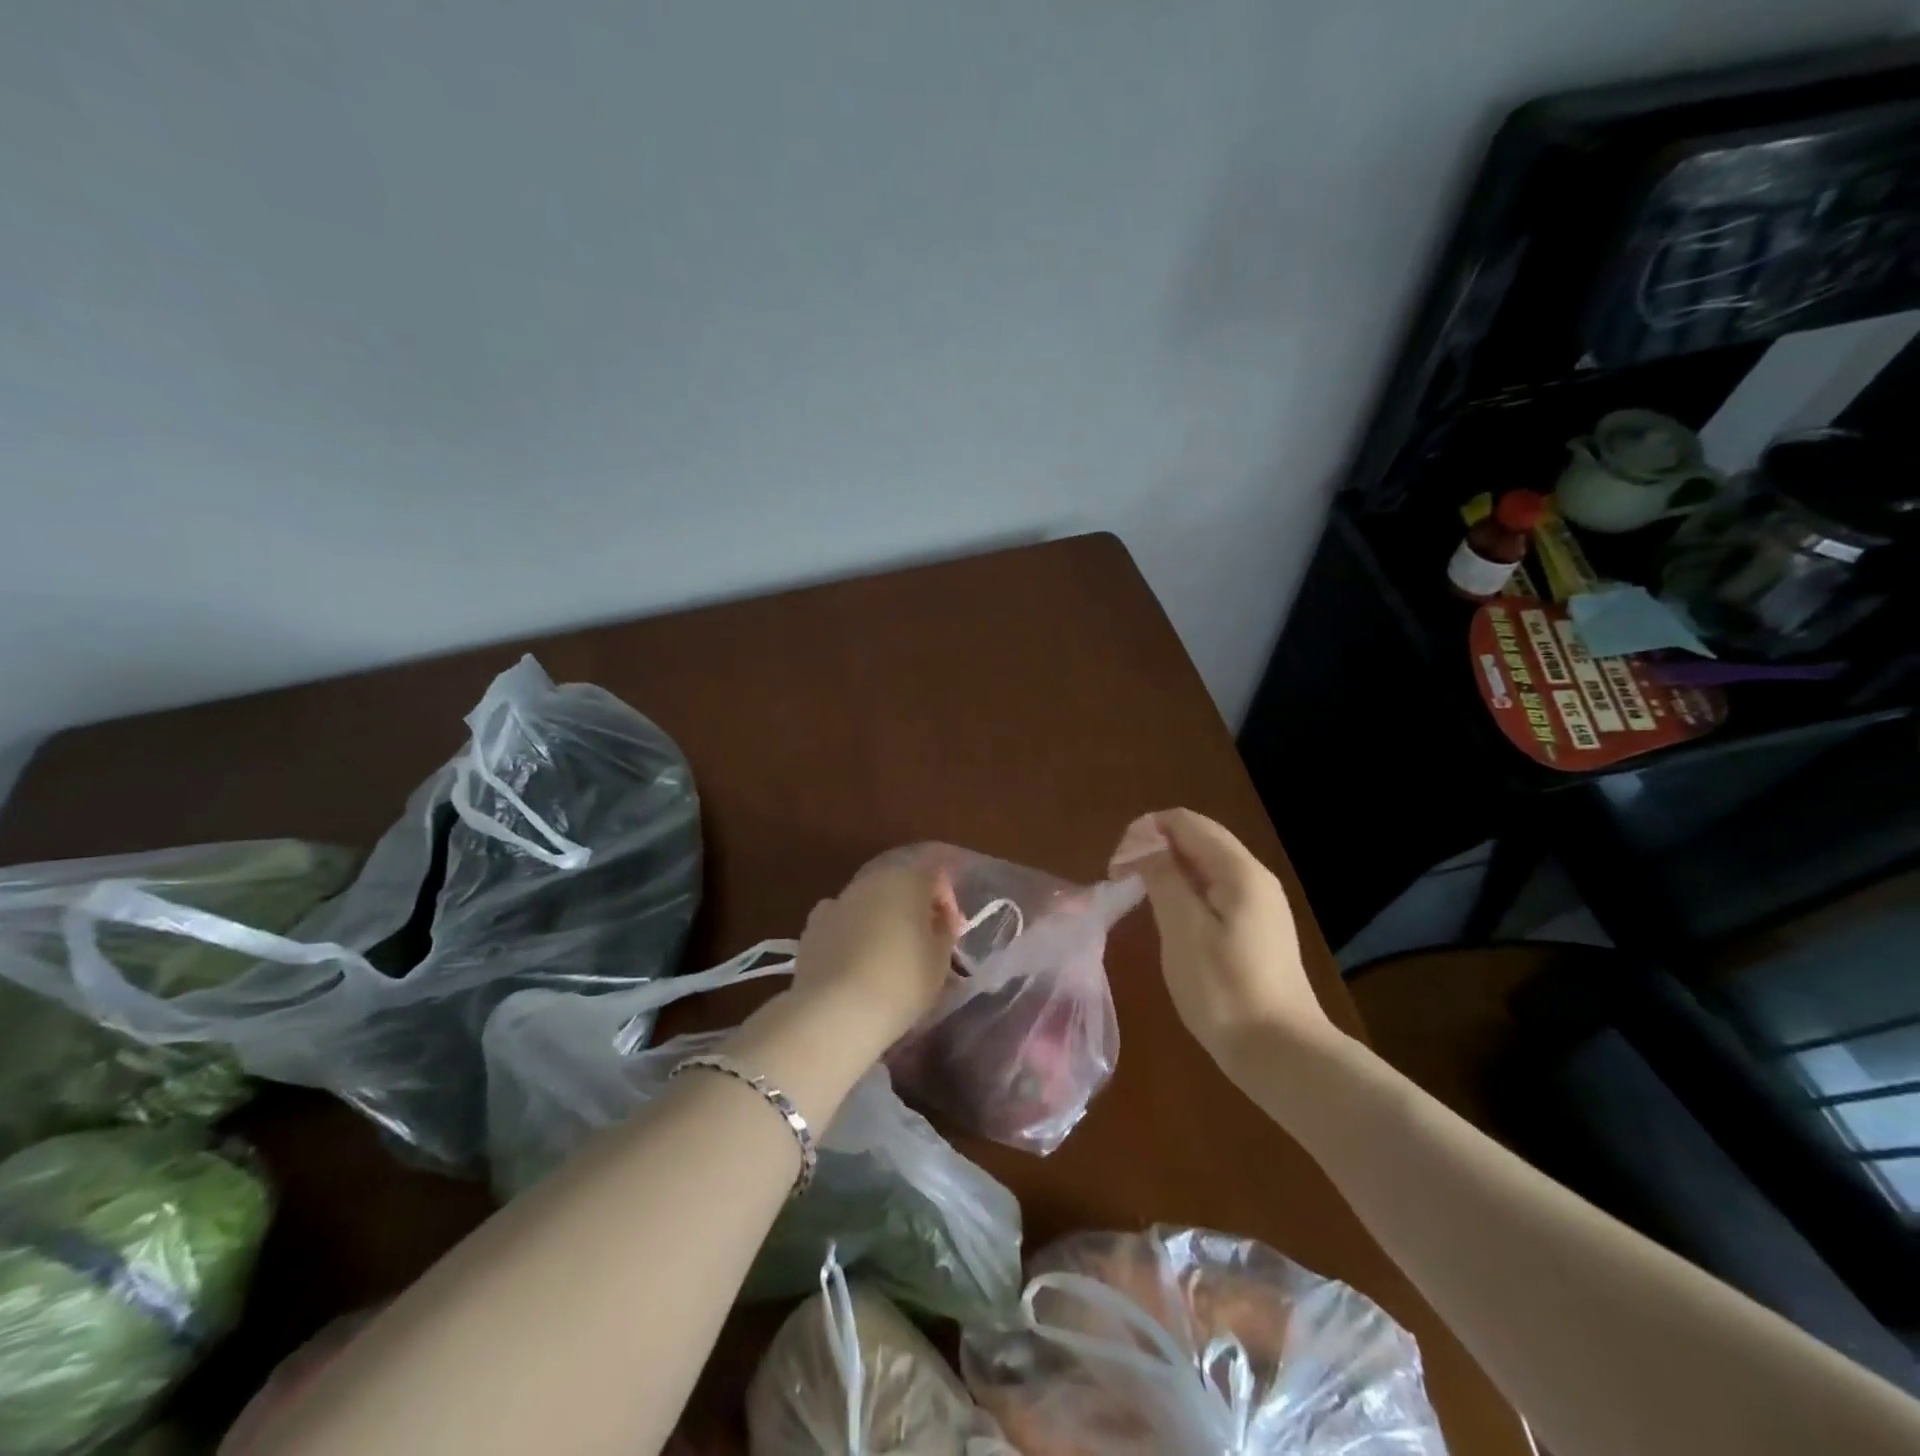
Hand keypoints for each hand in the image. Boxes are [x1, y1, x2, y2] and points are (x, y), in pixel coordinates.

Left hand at [791, 860, 963, 1055]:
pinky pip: (842, 919)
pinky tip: (856, 958)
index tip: (952, 929)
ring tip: (890, 954)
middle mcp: (871, 880)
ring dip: (884, 917)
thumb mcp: (940, 959)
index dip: (946, 898)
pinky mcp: (813, 925)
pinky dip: (852, 930)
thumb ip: (945, 929)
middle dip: (915, 906)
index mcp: (907, 879)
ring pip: (870, 900)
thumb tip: (939, 917)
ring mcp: (838, 900)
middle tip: (925, 941)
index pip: (935, 871)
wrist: (835, 1011)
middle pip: (900, 882)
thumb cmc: (901, 981)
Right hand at [1110, 808, 1337, 1073]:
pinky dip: (1186, 892)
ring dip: (1169, 870)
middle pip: (1199, 839)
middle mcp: (1254, 878)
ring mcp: (1260, 905)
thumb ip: (1163, 878)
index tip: (1117, 864)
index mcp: (1239, 871)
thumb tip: (1145, 846)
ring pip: (1206, 867)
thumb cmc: (1224, 989)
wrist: (1281, 1053)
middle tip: (1122, 879)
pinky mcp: (1258, 930)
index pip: (1186, 822)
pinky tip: (1169, 919)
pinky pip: (1215, 892)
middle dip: (1155, 848)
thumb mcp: (1183, 929)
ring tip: (1139, 896)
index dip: (1146, 831)